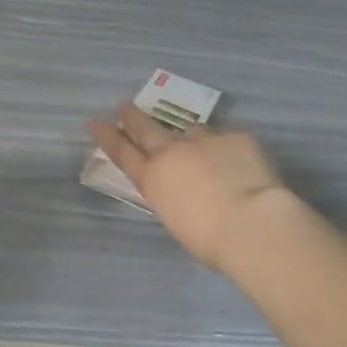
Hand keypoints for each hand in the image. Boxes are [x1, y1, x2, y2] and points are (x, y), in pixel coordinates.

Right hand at [85, 103, 299, 270]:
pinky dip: (230, 150)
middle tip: (124, 106)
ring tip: (205, 153)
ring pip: (192, 132)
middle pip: (145, 128)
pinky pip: (228, 139)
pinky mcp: (235, 136)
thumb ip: (174, 196)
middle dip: (132, 117)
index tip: (94, 122)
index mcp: (153, 180)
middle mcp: (172, 153)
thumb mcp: (178, 220)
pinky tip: (241, 165)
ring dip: (193, 139)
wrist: (252, 223)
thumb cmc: (210, 240)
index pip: (122, 153)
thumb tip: (184, 187)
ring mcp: (203, 140)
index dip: (107, 137)